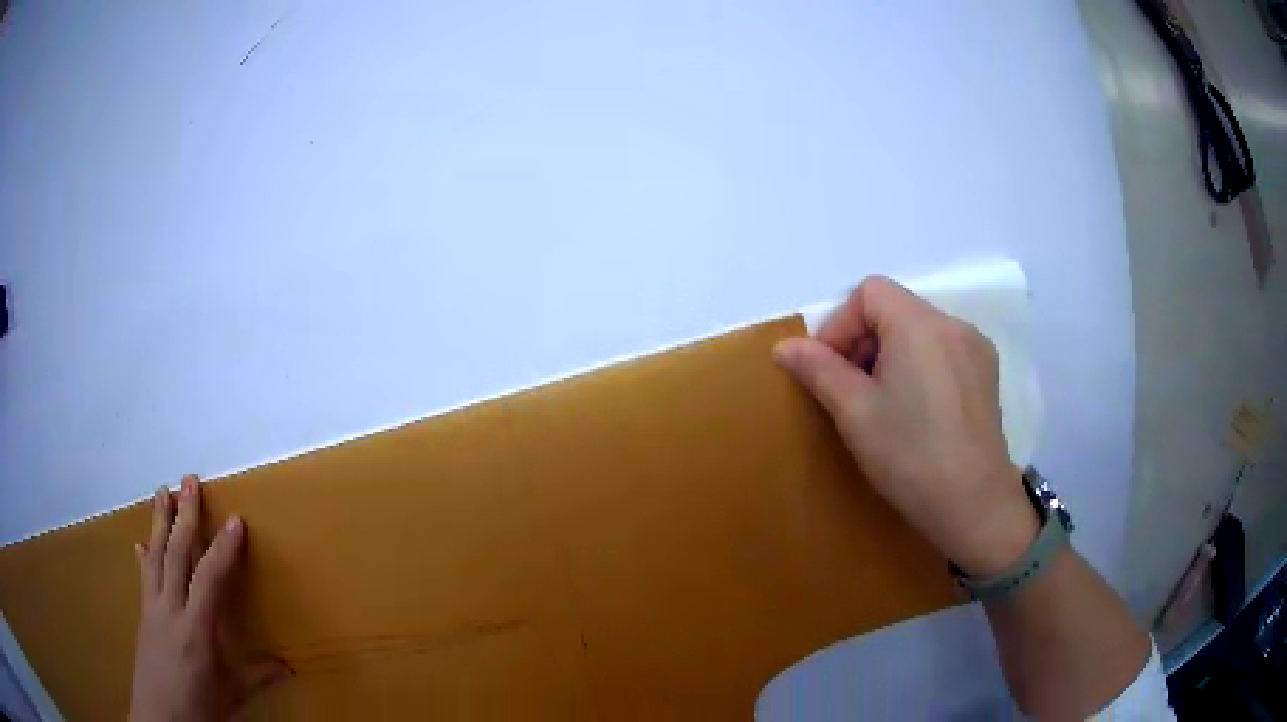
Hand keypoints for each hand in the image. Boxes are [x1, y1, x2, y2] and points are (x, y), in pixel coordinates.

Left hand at [129, 475, 288, 721]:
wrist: (159, 719)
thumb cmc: (199, 708)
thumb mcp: (231, 695)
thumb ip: (257, 675)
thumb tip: (288, 667)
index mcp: (196, 628)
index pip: (210, 577)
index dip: (223, 548)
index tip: (235, 520)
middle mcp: (171, 608)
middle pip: (176, 553)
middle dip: (184, 515)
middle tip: (189, 480)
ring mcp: (153, 608)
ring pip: (156, 555)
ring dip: (160, 521)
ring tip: (163, 491)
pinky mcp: (143, 614)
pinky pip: (144, 576)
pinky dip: (145, 556)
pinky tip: (141, 543)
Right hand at [773, 276, 1037, 576]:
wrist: (974, 506)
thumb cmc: (910, 456)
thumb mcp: (854, 413)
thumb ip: (818, 369)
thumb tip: (785, 346)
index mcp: (920, 324)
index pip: (869, 292)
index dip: (840, 324)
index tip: (829, 370)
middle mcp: (953, 324)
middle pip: (895, 310)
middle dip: (864, 342)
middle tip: (850, 392)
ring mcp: (976, 349)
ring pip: (919, 331)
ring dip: (891, 355)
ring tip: (883, 405)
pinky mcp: (988, 375)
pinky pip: (943, 352)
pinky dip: (919, 367)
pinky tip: (917, 413)